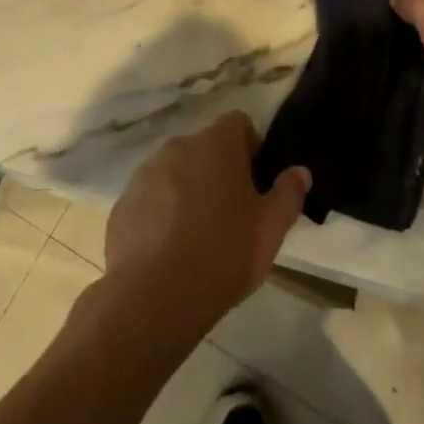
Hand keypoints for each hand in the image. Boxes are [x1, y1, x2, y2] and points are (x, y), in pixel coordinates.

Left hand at [101, 112, 310, 340]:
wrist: (153, 299)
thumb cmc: (222, 253)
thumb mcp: (271, 228)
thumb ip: (289, 193)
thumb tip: (300, 171)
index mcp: (216, 143)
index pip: (239, 124)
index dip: (251, 150)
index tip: (255, 188)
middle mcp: (179, 145)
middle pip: (206, 149)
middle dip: (219, 173)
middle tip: (231, 217)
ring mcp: (146, 173)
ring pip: (176, 174)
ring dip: (188, 193)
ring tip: (197, 240)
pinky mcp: (123, 204)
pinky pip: (151, 200)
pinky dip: (161, 216)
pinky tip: (168, 254)